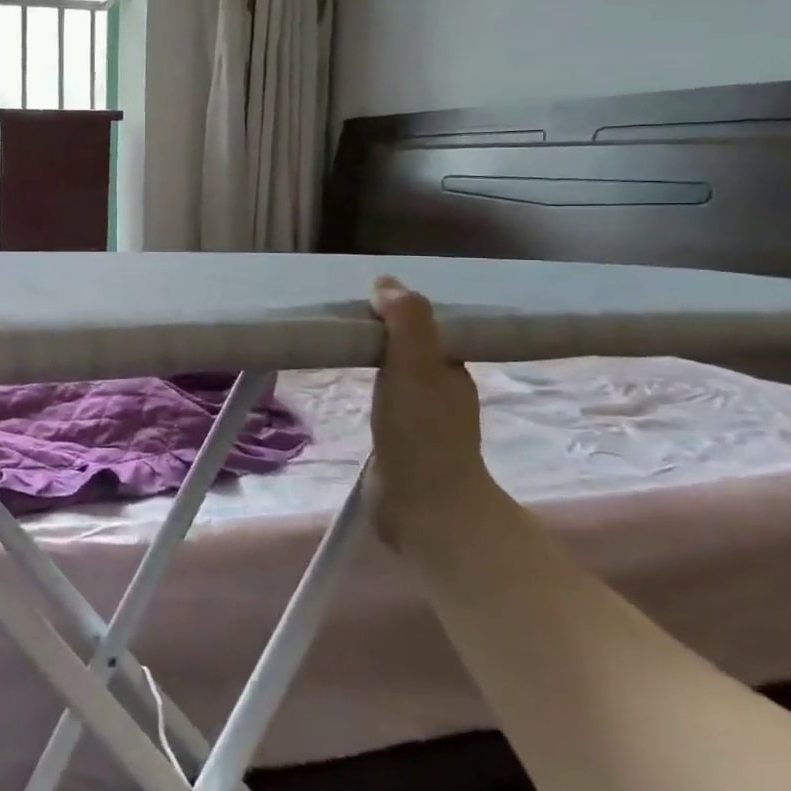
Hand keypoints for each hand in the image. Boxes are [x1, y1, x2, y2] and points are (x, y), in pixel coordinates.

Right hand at [364, 277, 494, 553]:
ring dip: (376, 361)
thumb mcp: (414, 365)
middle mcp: (442, 391)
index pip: (424, 327)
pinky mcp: (402, 444)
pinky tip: (351, 391)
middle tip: (341, 321)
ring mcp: (423, 420)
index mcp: (450, 369)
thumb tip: (385, 282)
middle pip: (410, 350)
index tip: (361, 301)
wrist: (427, 508)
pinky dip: (370, 390)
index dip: (396, 311)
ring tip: (340, 349)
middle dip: (383, 333)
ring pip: (398, 376)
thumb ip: (405, 321)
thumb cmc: (422, 431)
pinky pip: (385, 403)